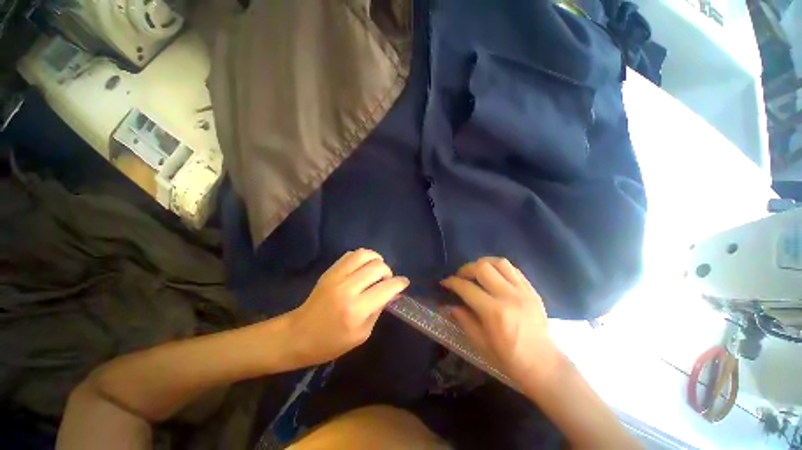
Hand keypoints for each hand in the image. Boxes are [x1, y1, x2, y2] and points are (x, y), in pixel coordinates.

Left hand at [289, 249, 408, 365]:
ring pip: (364, 255)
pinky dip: (362, 258)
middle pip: (377, 267)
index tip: (404, 283)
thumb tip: (391, 292)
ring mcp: (337, 276)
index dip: (400, 283)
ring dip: (376, 260)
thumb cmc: (331, 342)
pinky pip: (351, 255)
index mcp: (357, 310)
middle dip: (388, 272)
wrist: (298, 335)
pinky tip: (362, 267)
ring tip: (376, 270)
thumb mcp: (362, 334)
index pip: (386, 288)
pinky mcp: (330, 271)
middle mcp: (348, 288)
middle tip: (386, 281)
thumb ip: (378, 310)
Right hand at [441, 257, 563, 385]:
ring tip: (476, 271)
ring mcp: (523, 291)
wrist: (544, 366)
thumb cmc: (509, 359)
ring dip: (483, 263)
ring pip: (499, 263)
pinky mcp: (532, 291)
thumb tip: (451, 305)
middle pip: (482, 268)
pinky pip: (514, 269)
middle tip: (460, 276)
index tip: (445, 282)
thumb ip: (464, 320)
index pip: (467, 288)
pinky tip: (494, 276)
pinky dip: (499, 268)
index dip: (452, 282)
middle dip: (466, 269)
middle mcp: (509, 296)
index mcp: (494, 312)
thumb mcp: (480, 343)